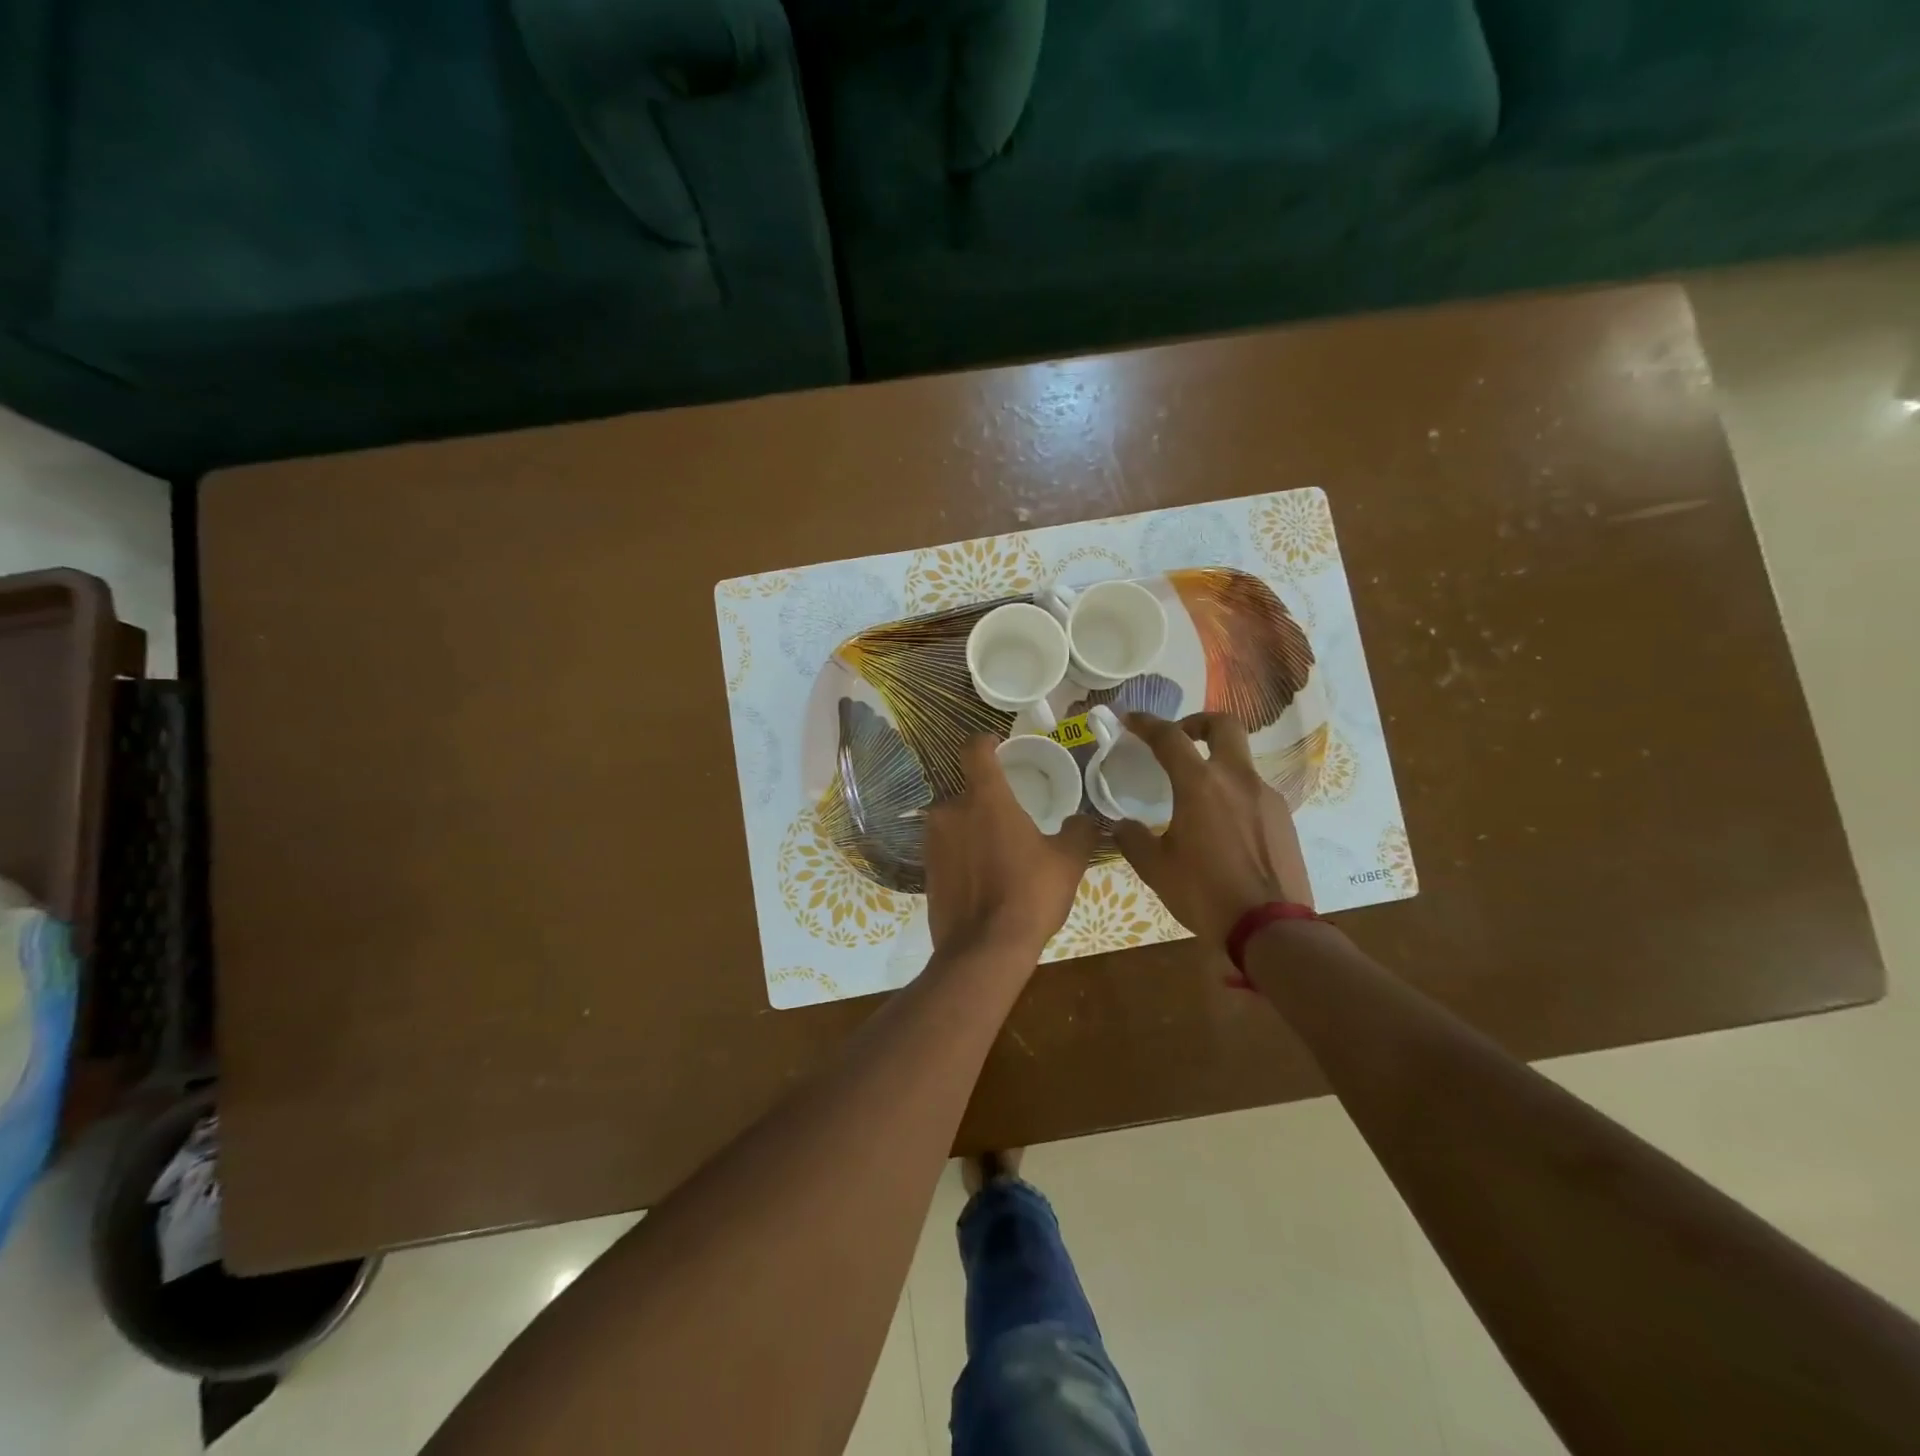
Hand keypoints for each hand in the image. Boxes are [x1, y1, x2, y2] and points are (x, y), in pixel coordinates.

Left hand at [924, 736, 1098, 958]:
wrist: (983, 950)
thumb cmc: (1029, 895)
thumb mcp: (1068, 862)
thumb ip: (1079, 831)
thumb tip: (1085, 819)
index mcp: (985, 798)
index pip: (974, 750)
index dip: (985, 742)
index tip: (996, 745)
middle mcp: (950, 811)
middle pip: (968, 791)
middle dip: (987, 800)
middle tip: (1012, 820)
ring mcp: (932, 841)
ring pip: (955, 821)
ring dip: (973, 828)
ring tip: (999, 853)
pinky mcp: (925, 869)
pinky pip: (946, 848)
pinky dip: (962, 853)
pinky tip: (983, 876)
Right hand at [1111, 712, 1314, 946]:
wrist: (1271, 928)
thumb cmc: (1205, 893)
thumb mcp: (1156, 869)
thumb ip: (1133, 839)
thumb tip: (1122, 825)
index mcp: (1200, 785)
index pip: (1170, 738)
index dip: (1147, 723)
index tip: (1130, 719)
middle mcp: (1237, 779)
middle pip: (1223, 726)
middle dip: (1198, 723)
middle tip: (1181, 738)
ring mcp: (1266, 797)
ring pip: (1241, 761)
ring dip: (1217, 764)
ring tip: (1198, 797)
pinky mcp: (1284, 819)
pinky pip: (1254, 792)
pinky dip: (1234, 794)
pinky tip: (1223, 828)